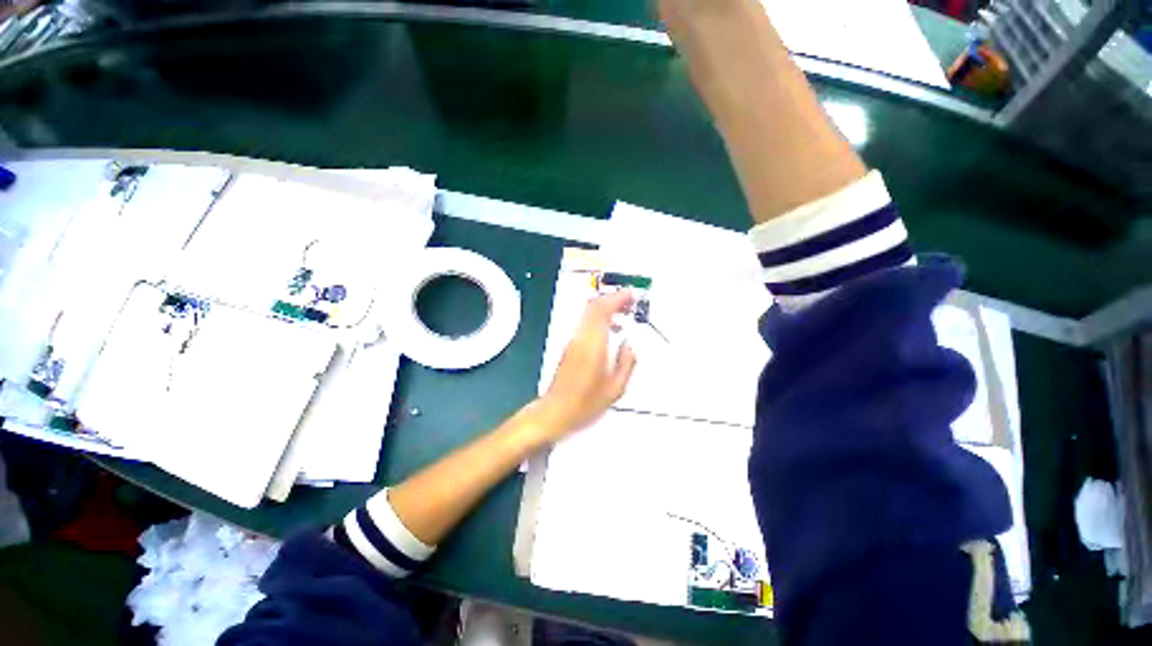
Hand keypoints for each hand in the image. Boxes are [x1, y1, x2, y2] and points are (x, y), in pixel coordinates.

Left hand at [533, 290, 637, 439]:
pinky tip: (611, 329)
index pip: (602, 311)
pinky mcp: (570, 347)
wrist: (555, 411)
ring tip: (624, 312)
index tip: (630, 295)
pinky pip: (586, 323)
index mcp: (592, 346)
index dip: (616, 299)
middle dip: (612, 298)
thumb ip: (626, 364)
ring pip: (588, 313)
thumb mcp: (615, 389)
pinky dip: (599, 318)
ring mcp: (573, 341)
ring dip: (606, 307)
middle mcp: (581, 338)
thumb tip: (629, 344)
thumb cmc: (585, 404)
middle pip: (593, 307)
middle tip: (630, 300)